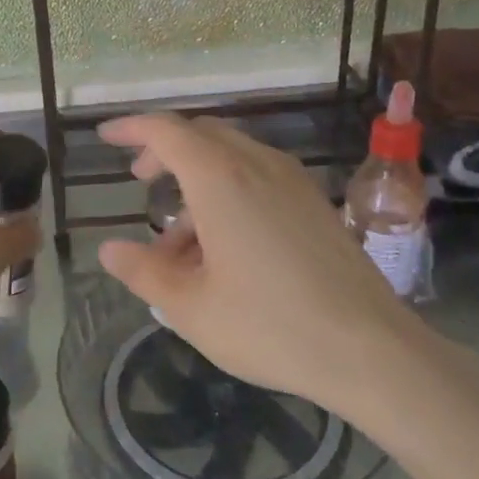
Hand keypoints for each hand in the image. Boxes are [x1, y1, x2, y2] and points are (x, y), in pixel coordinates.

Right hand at [96, 113, 411, 407]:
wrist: (371, 350)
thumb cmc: (270, 325)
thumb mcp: (190, 307)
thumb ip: (143, 272)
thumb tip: (109, 250)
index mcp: (220, 179)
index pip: (166, 131)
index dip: (132, 128)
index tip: (107, 137)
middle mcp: (258, 165)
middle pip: (201, 135)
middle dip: (164, 150)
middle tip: (141, 181)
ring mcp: (293, 181)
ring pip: (231, 157)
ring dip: (197, 180)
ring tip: (179, 242)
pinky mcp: (315, 203)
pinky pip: (259, 177)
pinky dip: (228, 192)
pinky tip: (224, 247)